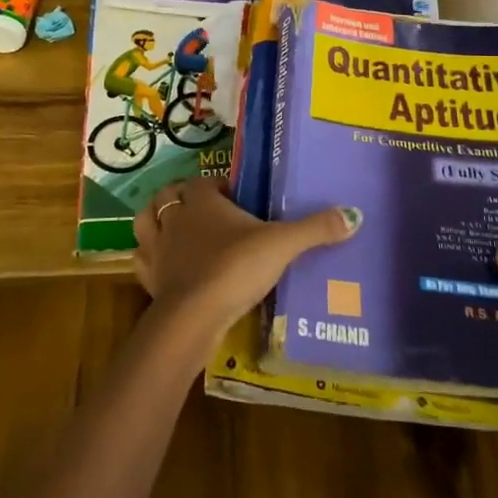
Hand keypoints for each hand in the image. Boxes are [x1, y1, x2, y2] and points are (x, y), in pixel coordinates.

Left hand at [133, 177, 359, 344]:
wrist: (193, 315)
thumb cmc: (235, 267)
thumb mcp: (282, 245)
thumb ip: (315, 229)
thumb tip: (355, 214)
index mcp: (201, 200)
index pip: (204, 181)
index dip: (218, 185)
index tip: (235, 194)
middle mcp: (173, 217)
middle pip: (169, 196)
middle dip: (182, 198)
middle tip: (206, 210)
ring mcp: (157, 248)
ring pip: (147, 221)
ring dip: (157, 220)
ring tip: (177, 229)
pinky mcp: (148, 278)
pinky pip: (142, 260)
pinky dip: (151, 258)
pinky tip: (164, 265)